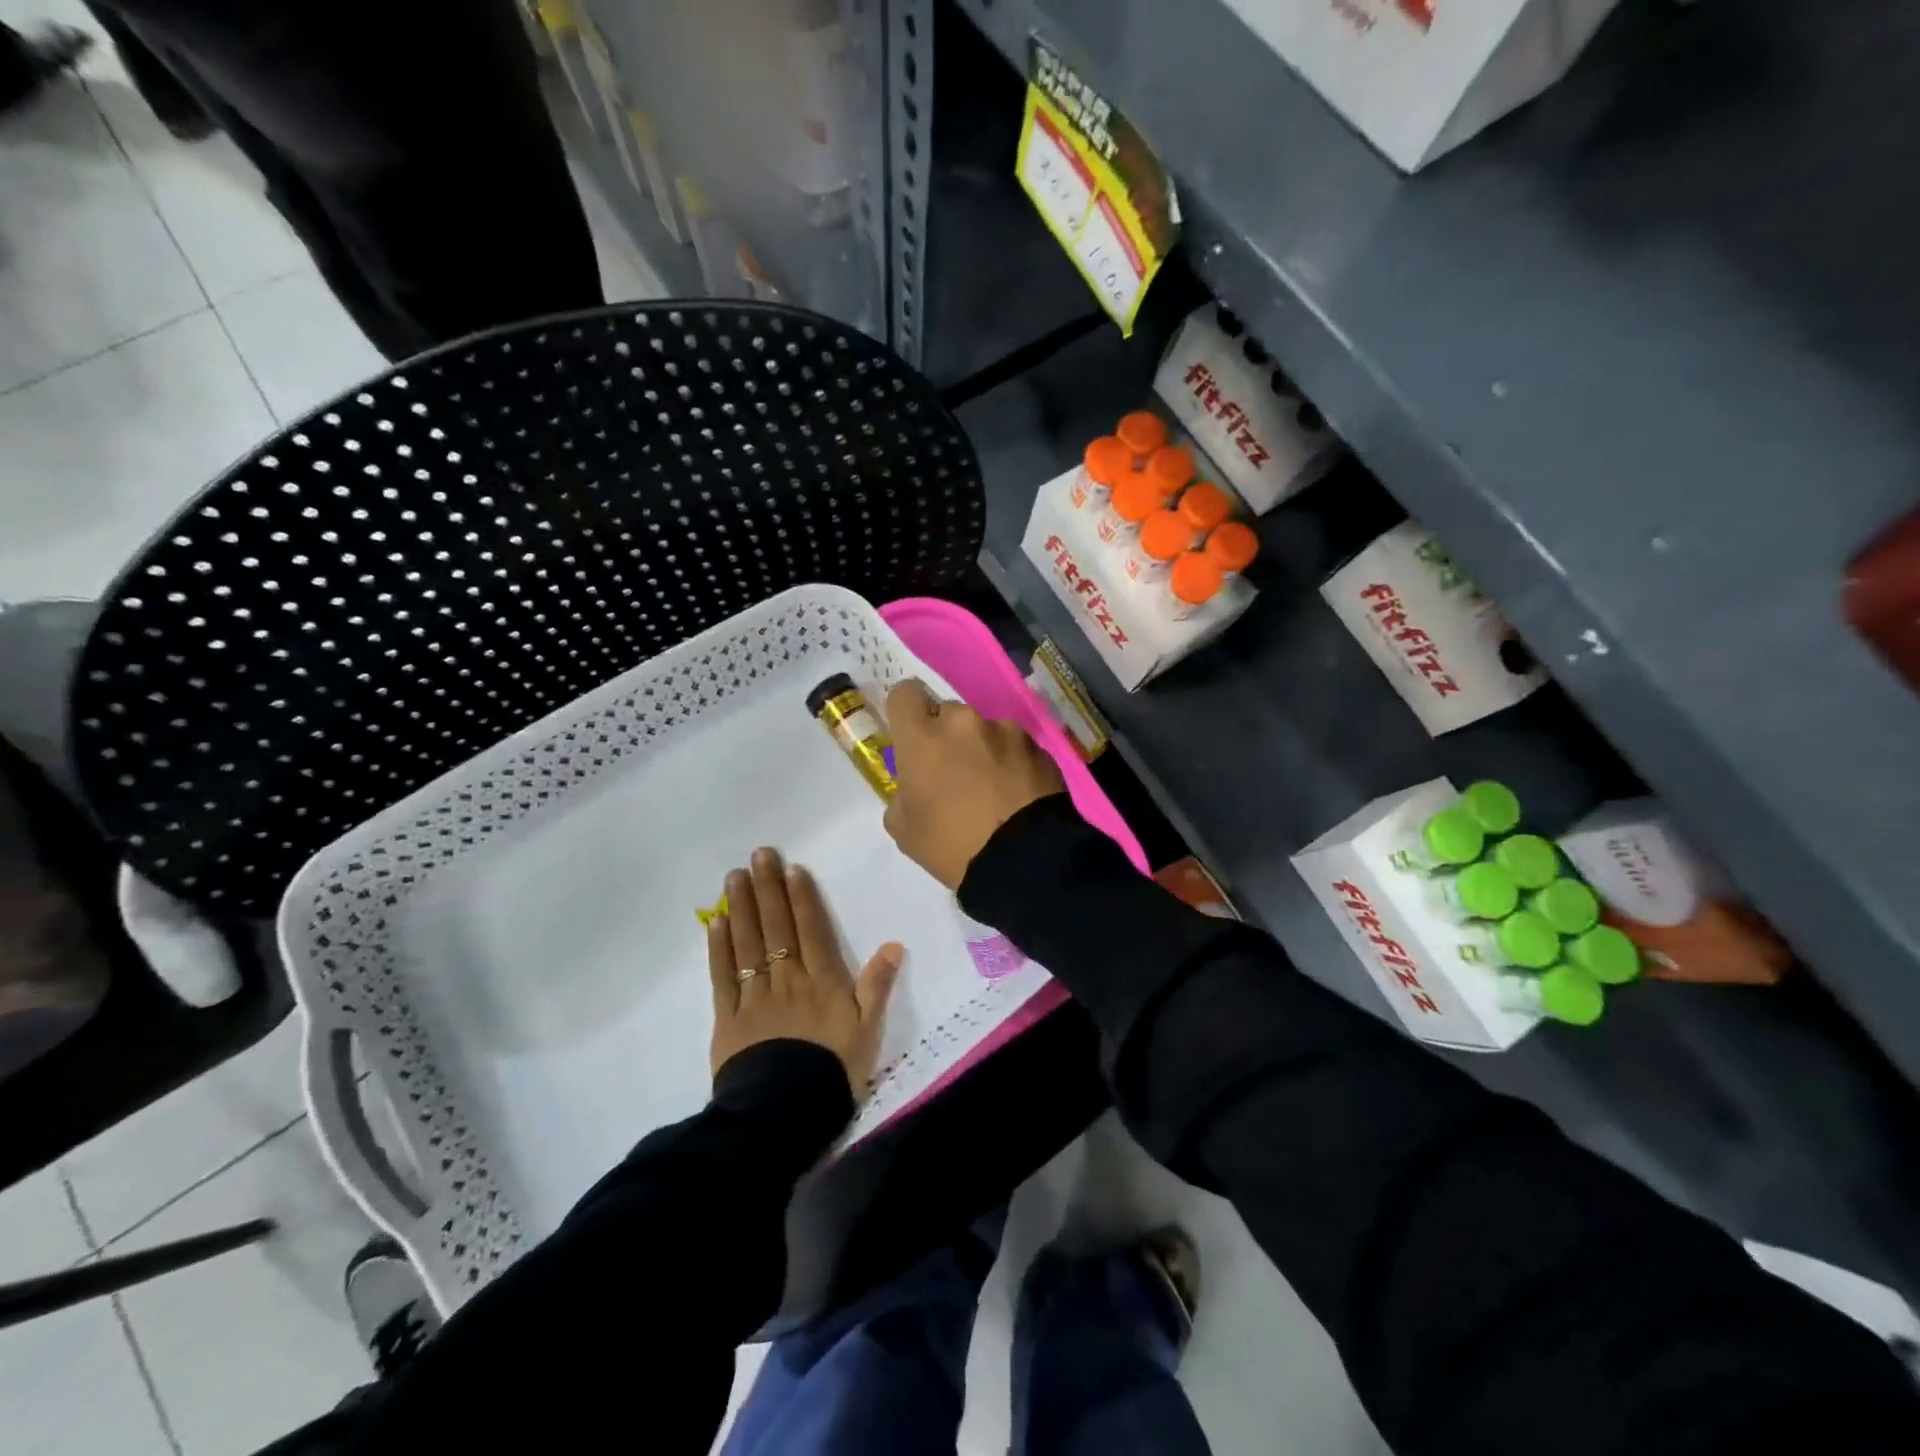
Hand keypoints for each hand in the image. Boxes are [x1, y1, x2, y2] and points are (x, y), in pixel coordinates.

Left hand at [707, 847, 902, 1097]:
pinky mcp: (728, 1018)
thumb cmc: (833, 1071)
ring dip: (741, 907)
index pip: (811, 929)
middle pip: (776, 926)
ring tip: (735, 876)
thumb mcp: (868, 1031)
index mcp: (822, 981)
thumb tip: (894, 944)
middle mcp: (787, 979)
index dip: (801, 897)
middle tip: (758, 855)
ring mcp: (755, 996)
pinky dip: (719, 947)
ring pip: (747, 943)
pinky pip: (723, 976)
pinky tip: (716, 922)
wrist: (785, 1113)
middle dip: (768, 888)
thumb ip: (878, 985)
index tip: (791, 868)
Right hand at [882, 680, 1067, 890]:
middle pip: (947, 713)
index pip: (904, 694)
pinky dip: (1012, 762)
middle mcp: (964, 722)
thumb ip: (902, 794)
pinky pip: (1015, 746)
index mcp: (923, 738)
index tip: (912, 735)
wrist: (1025, 861)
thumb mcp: (904, 830)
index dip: (906, 711)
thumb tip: (914, 786)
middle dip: (947, 736)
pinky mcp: (1038, 746)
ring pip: (984, 730)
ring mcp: (1006, 731)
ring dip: (983, 748)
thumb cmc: (952, 847)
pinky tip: (1017, 794)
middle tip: (954, 773)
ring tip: (993, 788)